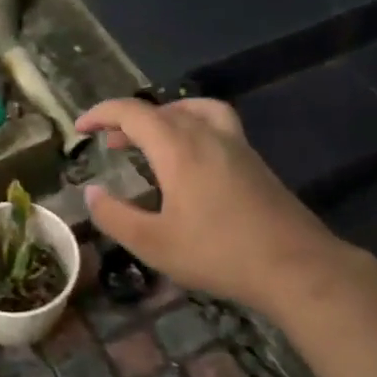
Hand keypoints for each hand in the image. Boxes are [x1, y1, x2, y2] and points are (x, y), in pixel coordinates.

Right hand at [75, 97, 371, 317]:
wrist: (295, 266)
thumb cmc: (218, 254)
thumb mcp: (154, 243)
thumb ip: (116, 216)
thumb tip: (92, 192)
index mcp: (178, 148)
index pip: (132, 112)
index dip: (101, 113)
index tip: (81, 128)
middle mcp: (207, 135)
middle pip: (162, 109)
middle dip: (129, 120)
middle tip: (109, 144)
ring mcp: (236, 145)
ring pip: (193, 112)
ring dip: (164, 118)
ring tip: (151, 141)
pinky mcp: (254, 161)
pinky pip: (215, 125)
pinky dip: (191, 128)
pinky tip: (190, 162)